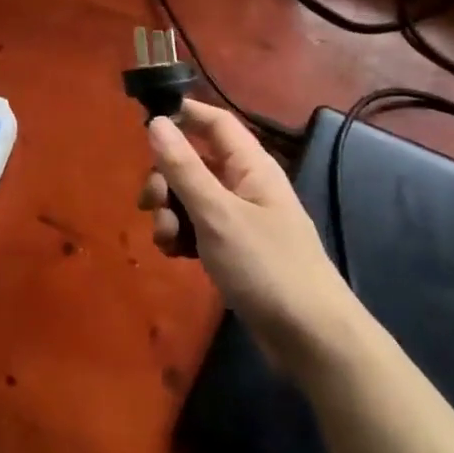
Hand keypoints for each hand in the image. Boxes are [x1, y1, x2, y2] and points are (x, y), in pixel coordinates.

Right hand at [140, 102, 360, 374]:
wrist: (310, 337)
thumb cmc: (266, 266)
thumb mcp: (217, 214)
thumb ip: (183, 167)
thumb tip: (156, 122)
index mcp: (250, 165)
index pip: (214, 121)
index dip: (182, 114)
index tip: (143, 123)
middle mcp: (245, 185)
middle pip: (194, 161)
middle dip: (166, 179)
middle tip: (150, 204)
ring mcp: (240, 219)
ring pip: (191, 198)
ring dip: (170, 213)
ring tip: (167, 242)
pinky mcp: (234, 250)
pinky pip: (198, 229)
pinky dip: (182, 237)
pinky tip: (175, 256)